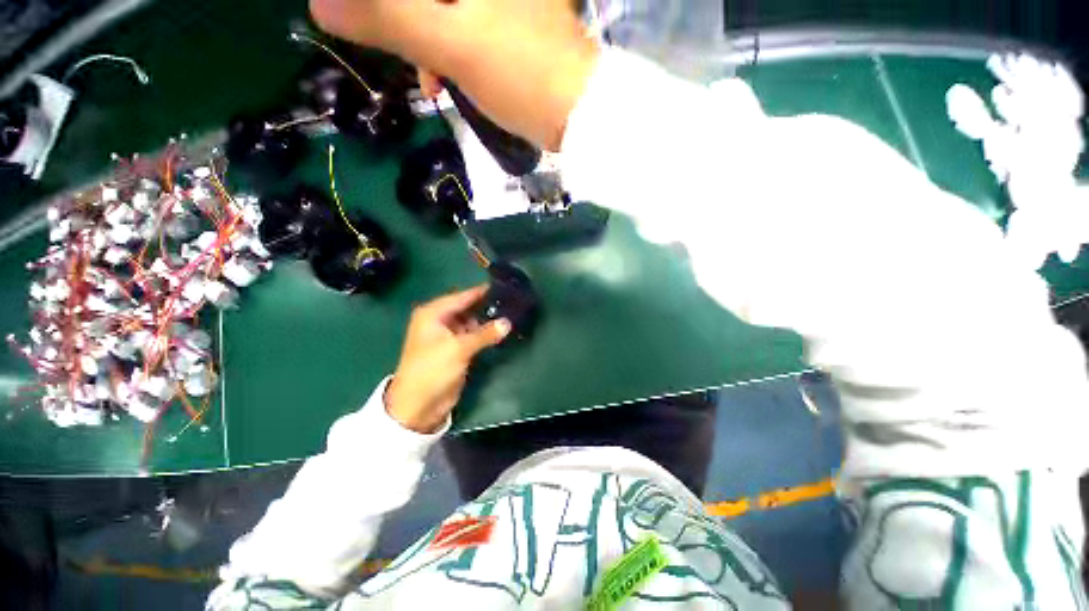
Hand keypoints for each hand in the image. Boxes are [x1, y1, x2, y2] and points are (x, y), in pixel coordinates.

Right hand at [309, 0, 598, 150]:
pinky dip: (448, 51)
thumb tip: (321, 4)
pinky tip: (447, 80)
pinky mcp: (508, 24)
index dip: (386, 8)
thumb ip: (387, 17)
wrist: (577, 112)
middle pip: (426, 0)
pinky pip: (462, 27)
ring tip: (431, 82)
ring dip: (425, 41)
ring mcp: (503, 4)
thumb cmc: (520, 75)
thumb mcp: (451, 44)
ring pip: (442, 11)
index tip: (375, 24)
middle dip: (404, 21)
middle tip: (405, 58)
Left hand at [385, 286, 509, 433]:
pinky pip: (473, 336)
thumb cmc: (432, 369)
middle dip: (486, 307)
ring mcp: (448, 335)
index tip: (503, 286)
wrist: (418, 405)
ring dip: (487, 321)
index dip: (482, 292)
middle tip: (511, 301)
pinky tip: (501, 331)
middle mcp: (439, 321)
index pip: (462, 296)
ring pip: (471, 322)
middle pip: (467, 308)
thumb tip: (508, 322)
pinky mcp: (455, 349)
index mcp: (433, 314)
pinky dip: (484, 334)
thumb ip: (485, 334)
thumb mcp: (459, 349)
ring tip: (511, 314)